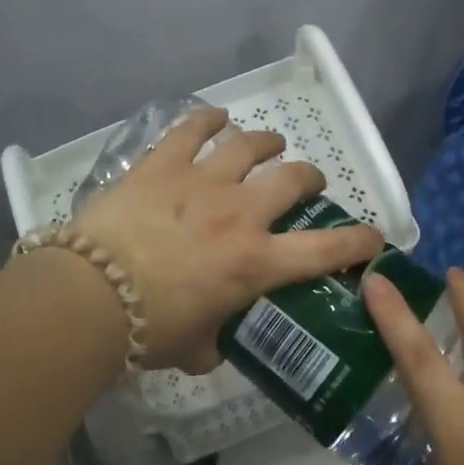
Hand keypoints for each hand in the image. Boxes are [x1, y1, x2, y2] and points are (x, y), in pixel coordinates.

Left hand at [74, 106, 384, 373]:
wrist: (90, 296)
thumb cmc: (148, 330)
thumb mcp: (195, 348)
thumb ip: (217, 340)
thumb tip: (217, 341)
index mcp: (256, 263)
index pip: (325, 250)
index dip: (358, 242)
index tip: (373, 237)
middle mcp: (240, 214)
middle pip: (292, 179)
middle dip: (309, 178)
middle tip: (307, 182)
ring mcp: (202, 182)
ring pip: (248, 146)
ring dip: (267, 142)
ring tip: (271, 142)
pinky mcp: (163, 165)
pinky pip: (191, 130)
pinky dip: (208, 119)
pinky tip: (216, 115)